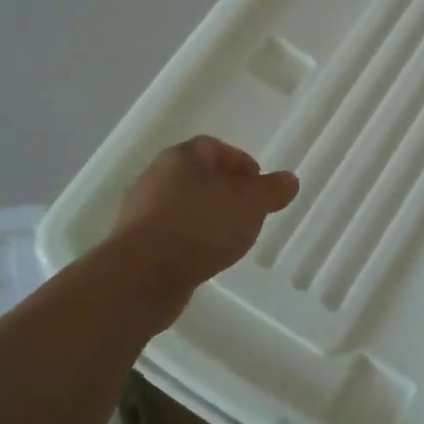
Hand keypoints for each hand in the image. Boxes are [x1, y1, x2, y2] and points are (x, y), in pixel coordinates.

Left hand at [110, 136, 298, 294]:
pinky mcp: (134, 244)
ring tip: (230, 239)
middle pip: (197, 176)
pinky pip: (170, 234)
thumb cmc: (201, 226)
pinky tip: (205, 258)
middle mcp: (157, 177)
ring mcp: (141, 211)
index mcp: (183, 157)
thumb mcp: (250, 204)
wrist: (143, 276)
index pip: (214, 147)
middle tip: (249, 211)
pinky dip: (190, 241)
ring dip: (207, 217)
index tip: (259, 185)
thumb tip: (289, 180)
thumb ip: (272, 190)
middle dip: (225, 191)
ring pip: (182, 205)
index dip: (240, 163)